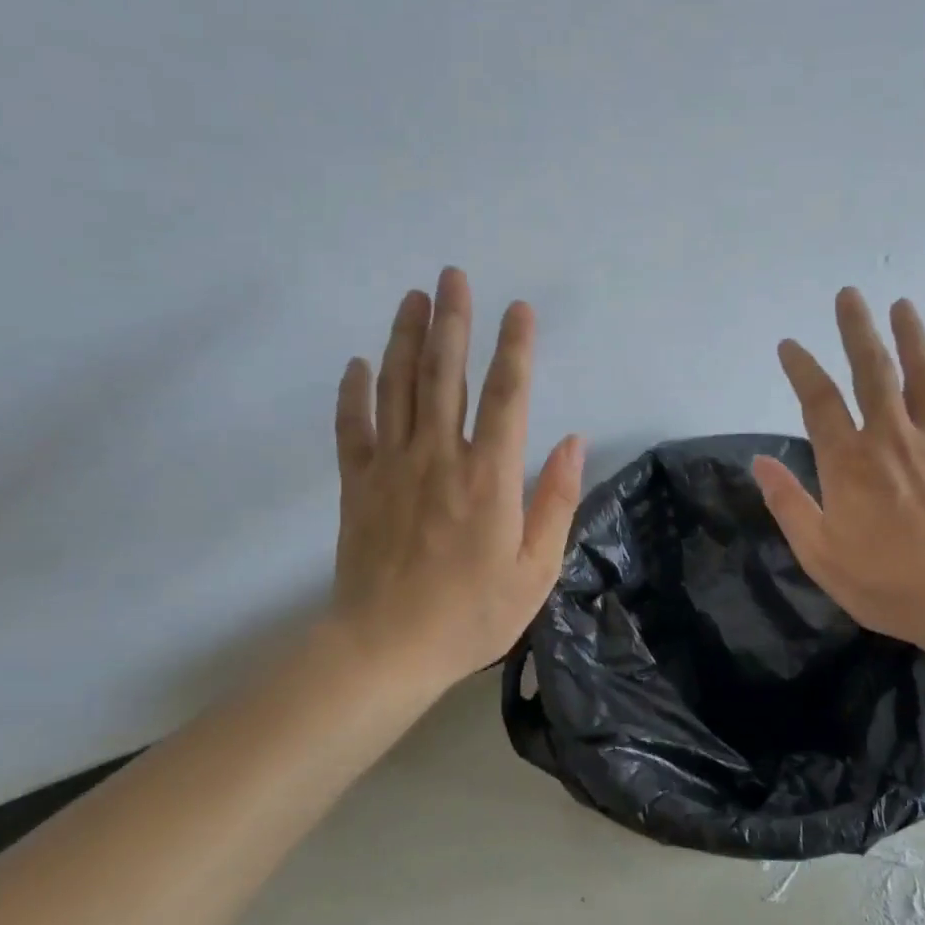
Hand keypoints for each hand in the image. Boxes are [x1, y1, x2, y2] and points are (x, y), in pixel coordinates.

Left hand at [325, 268, 583, 693]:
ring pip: (399, 387)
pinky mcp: (357, 484)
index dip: (516, 348)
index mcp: (489, 477)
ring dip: (407, 338)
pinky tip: (360, 363)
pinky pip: (352, 426)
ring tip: (414, 298)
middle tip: (453, 275)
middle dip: (453, 321)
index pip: (507, 395)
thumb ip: (555, 501)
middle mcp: (439, 457)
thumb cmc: (471, 615)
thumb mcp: (536, 570)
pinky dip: (355, 391)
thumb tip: (572, 441)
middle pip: (445, 374)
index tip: (520, 309)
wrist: (386, 648)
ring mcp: (392, 466)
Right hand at [752, 288, 924, 666]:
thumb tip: (760, 462)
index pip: (819, 401)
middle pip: (872, 371)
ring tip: (901, 304)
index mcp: (849, 463)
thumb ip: (788, 503)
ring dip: (910, 336)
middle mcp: (891, 438)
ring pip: (922, 376)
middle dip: (858, 330)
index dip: (802, 368)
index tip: (789, 345)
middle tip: (850, 294)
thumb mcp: (820, 554)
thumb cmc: (886, 582)